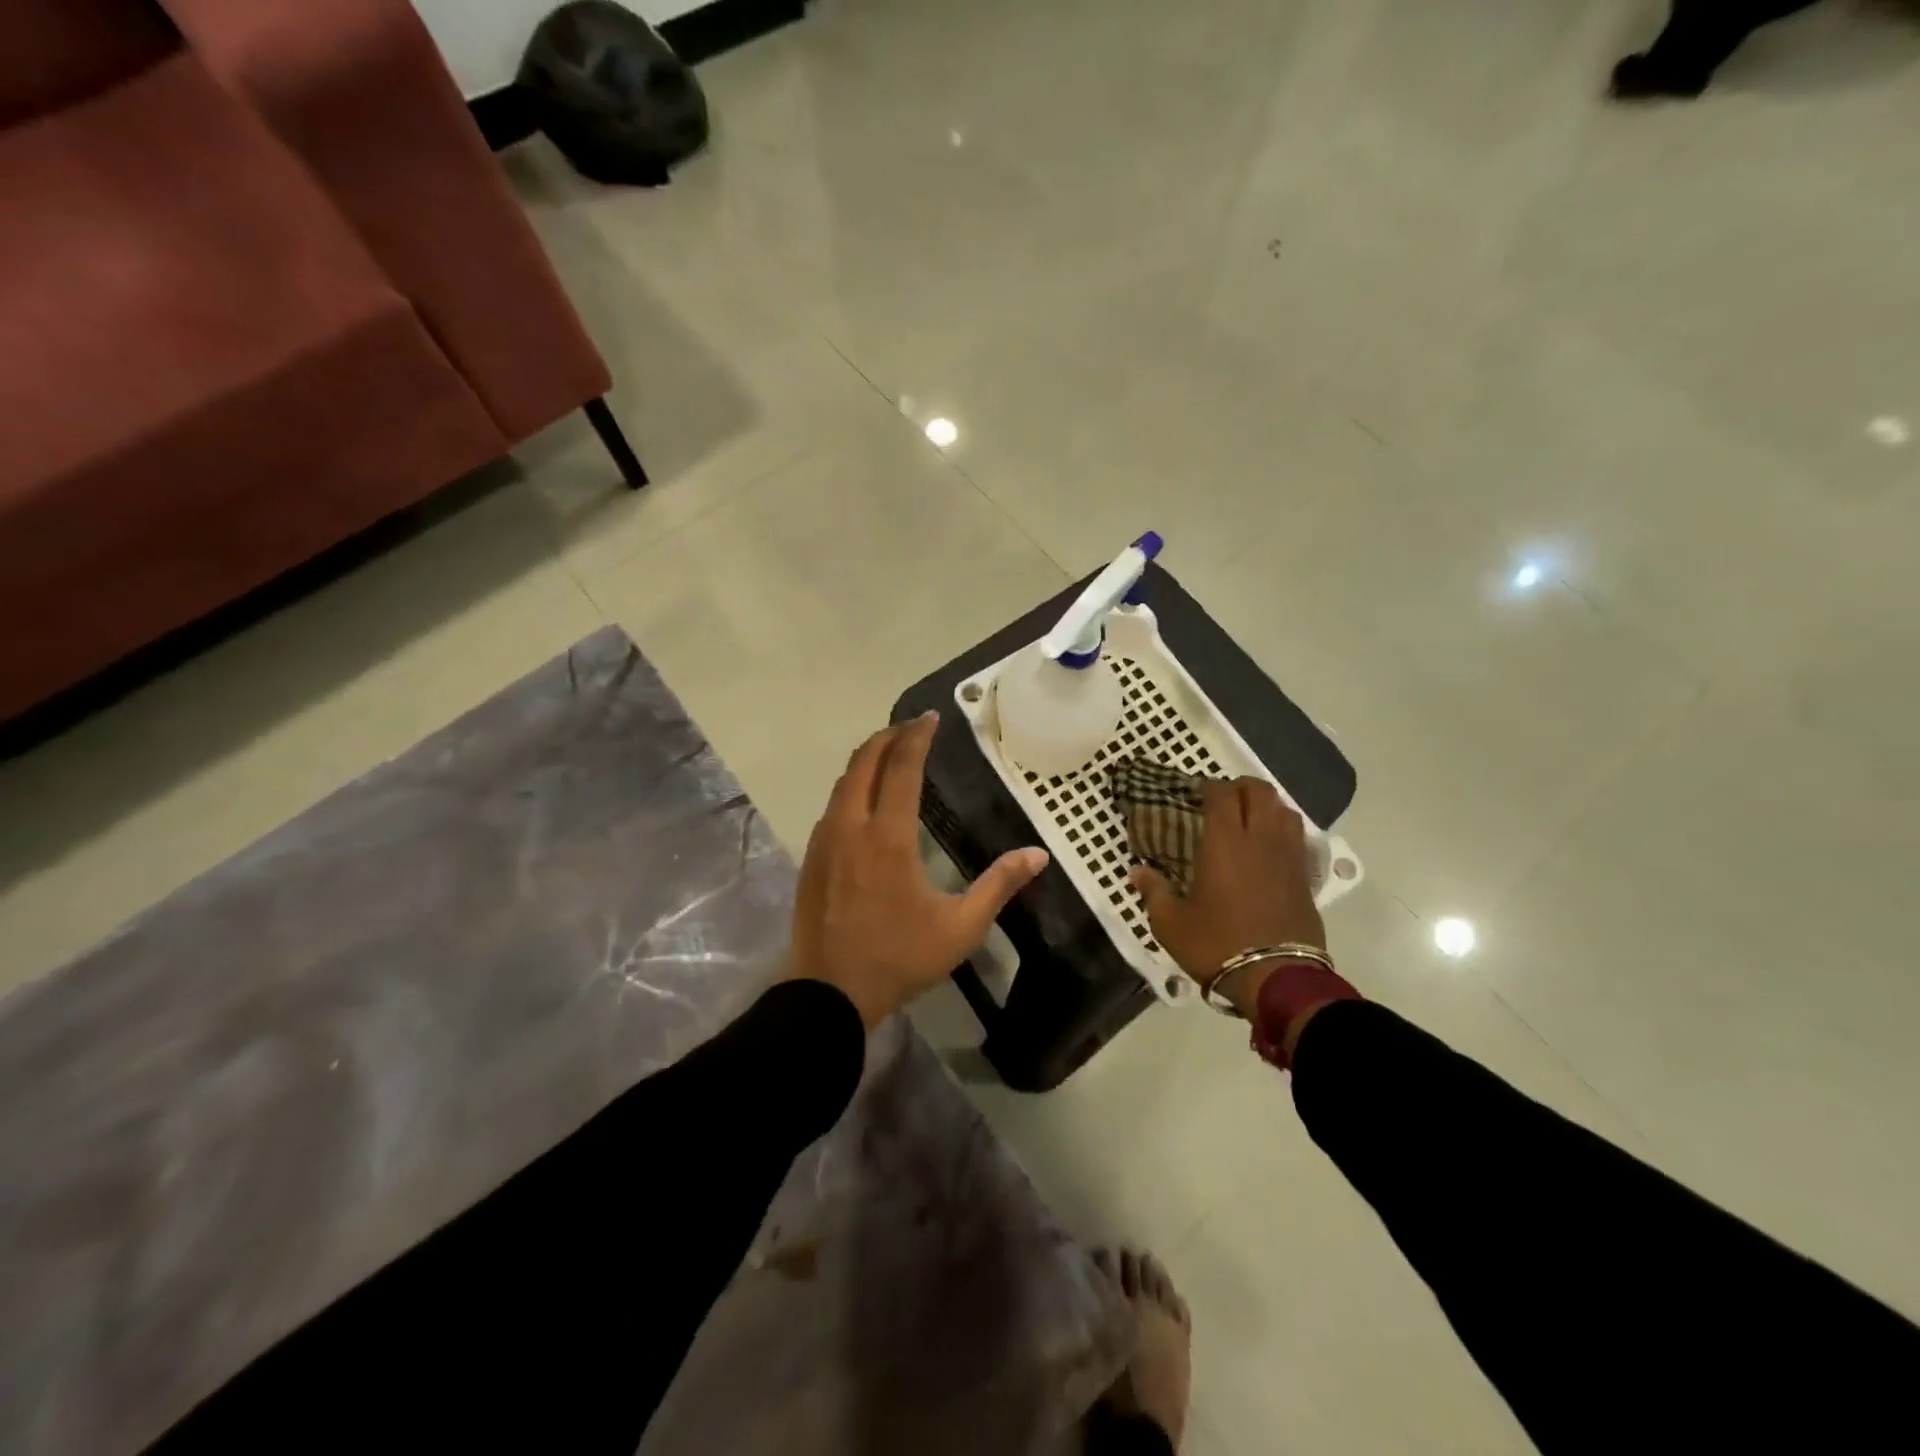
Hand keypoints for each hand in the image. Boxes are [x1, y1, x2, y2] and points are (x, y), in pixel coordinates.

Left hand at [791, 713, 1049, 1027]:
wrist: (828, 993)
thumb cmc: (899, 958)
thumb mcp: (960, 928)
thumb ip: (999, 886)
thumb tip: (1038, 855)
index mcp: (889, 836)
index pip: (902, 768)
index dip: (917, 737)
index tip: (931, 717)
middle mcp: (852, 827)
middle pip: (864, 762)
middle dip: (888, 736)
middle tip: (911, 727)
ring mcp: (825, 841)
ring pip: (843, 782)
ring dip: (866, 759)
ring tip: (889, 754)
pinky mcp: (811, 858)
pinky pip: (832, 806)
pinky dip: (851, 786)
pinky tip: (864, 800)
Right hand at [1129, 777, 1324, 1019]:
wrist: (1276, 978)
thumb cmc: (1217, 944)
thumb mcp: (1171, 923)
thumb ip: (1153, 891)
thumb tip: (1136, 871)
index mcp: (1224, 842)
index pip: (1222, 794)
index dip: (1210, 787)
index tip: (1197, 794)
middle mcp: (1260, 839)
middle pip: (1260, 792)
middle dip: (1242, 787)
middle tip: (1224, 799)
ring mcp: (1288, 857)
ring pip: (1285, 811)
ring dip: (1268, 806)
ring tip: (1251, 818)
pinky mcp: (1305, 878)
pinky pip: (1298, 838)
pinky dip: (1284, 831)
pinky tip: (1271, 847)